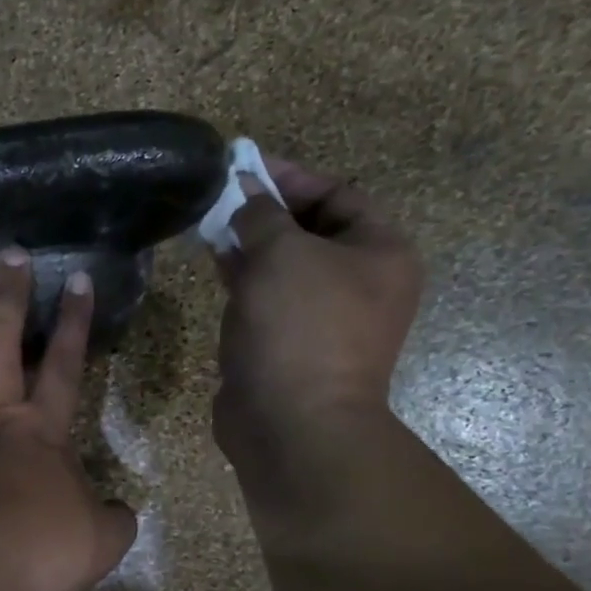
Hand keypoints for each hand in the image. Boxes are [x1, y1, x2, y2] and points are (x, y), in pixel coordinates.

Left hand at [0, 248, 137, 590]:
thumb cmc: (28, 553)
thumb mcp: (97, 546)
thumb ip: (115, 521)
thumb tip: (122, 511)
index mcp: (42, 430)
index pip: (65, 364)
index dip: (74, 322)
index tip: (77, 280)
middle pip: (4, 340)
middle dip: (11, 294)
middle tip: (12, 253)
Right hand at [212, 157, 423, 462]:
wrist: (291, 423)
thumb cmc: (300, 328)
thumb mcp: (281, 254)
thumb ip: (260, 214)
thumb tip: (243, 192)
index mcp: (381, 254)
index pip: (338, 195)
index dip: (291, 177)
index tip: (244, 167)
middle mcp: (359, 284)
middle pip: (310, 231)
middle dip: (264, 211)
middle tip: (220, 197)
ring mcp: (323, 319)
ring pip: (284, 267)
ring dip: (249, 245)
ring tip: (209, 225)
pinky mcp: (288, 346)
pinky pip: (266, 300)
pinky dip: (243, 280)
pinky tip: (214, 263)